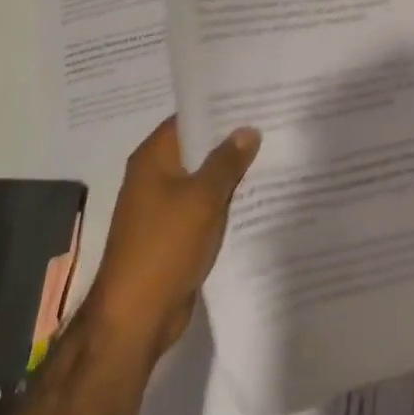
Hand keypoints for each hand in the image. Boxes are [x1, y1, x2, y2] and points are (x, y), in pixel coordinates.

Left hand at [82, 116, 259, 362]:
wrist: (136, 314)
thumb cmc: (165, 246)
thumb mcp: (202, 198)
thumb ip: (226, 162)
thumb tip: (248, 129)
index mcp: (153, 158)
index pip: (188, 118)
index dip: (220, 108)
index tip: (256, 99)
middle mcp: (155, 176)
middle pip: (197, 149)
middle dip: (232, 141)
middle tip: (274, 125)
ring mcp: (163, 207)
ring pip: (203, 180)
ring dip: (232, 174)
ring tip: (276, 156)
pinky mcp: (174, 234)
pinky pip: (204, 208)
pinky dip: (226, 203)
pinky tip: (260, 199)